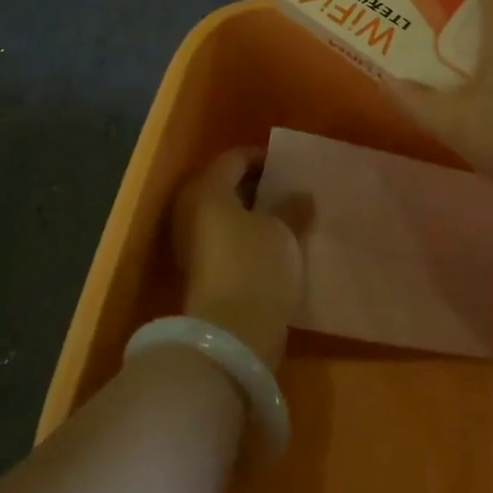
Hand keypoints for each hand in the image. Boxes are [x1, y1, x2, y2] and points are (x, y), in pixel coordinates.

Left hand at [171, 148, 307, 369]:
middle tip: (291, 192)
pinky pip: (225, 238)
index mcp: (207, 189)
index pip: (235, 158)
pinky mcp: (200, 268)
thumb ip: (292, 208)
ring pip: (226, 214)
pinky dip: (247, 235)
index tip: (290, 168)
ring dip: (254, 213)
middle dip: (259, 187)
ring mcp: (191, 241)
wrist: (231, 333)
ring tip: (288, 218)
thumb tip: (301, 196)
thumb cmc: (255, 266)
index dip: (264, 158)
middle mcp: (191, 209)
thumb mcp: (282, 231)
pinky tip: (275, 244)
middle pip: (226, 185)